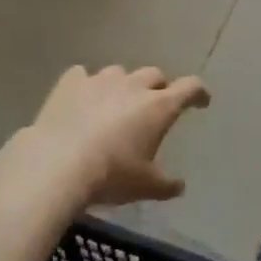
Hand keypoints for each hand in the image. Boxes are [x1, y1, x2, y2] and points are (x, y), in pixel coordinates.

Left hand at [22, 65, 210, 207]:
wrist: (58, 164)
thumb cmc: (111, 175)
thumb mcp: (145, 187)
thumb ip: (166, 185)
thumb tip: (180, 186)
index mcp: (157, 106)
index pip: (189, 88)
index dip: (198, 92)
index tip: (202, 99)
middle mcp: (133, 85)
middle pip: (154, 75)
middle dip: (159, 87)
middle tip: (155, 105)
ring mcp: (101, 79)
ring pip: (120, 73)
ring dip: (122, 86)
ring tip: (115, 105)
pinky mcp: (72, 81)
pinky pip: (83, 76)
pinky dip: (86, 86)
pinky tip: (81, 100)